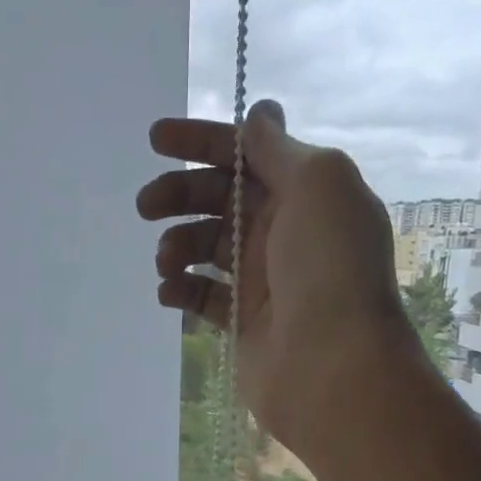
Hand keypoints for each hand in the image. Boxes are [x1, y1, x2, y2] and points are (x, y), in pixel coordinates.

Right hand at [137, 101, 428, 459]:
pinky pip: (202, 295)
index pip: (246, 153)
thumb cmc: (328, 268)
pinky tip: (170, 292)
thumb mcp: (318, 184)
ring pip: (206, 246)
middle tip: (147, 206)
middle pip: (219, 198)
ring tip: (167, 262)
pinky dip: (180, 289)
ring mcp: (263, 279)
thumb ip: (279, 149)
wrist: (333, 367)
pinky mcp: (243, 322)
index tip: (156, 139)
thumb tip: (260, 114)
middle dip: (179, 193)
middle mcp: (284, 231)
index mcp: (306, 193)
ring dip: (178, 244)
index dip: (202, 141)